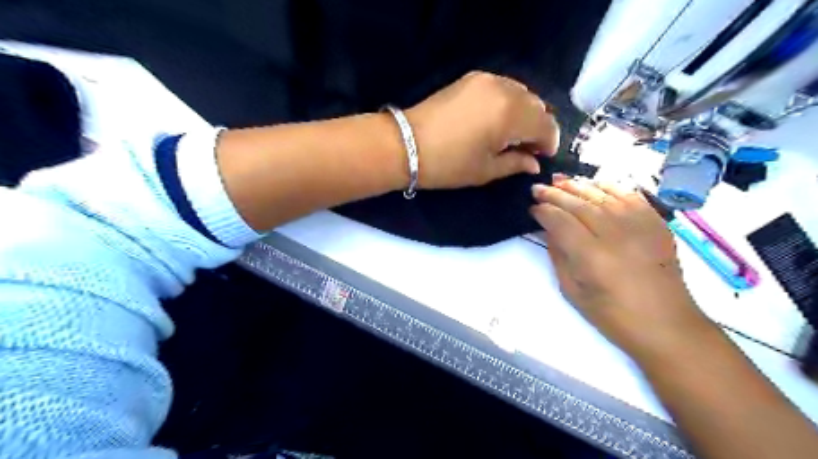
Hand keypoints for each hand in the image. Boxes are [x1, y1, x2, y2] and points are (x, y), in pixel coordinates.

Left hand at [405, 70, 559, 187]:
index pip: (546, 124)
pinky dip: (508, 102)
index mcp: (511, 114)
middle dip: (537, 127)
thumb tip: (534, 163)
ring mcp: (486, 80)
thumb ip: (516, 163)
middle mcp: (504, 89)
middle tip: (526, 148)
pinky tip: (497, 119)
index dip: (549, 142)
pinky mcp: (471, 78)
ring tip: (511, 134)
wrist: (405, 144)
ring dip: (524, 113)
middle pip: (537, 105)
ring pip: (521, 93)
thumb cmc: (448, 164)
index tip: (542, 156)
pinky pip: (502, 86)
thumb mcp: (485, 170)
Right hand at [530, 178, 717, 359]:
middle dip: (554, 194)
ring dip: (578, 185)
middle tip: (537, 188)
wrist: (666, 325)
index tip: (531, 208)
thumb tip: (549, 229)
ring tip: (560, 181)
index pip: (560, 220)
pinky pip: (630, 195)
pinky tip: (595, 184)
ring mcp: (639, 225)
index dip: (543, 211)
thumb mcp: (572, 290)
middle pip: (579, 203)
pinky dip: (610, 186)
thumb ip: (558, 256)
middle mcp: (615, 234)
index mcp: (591, 255)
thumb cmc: (612, 315)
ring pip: (602, 194)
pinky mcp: (656, 223)